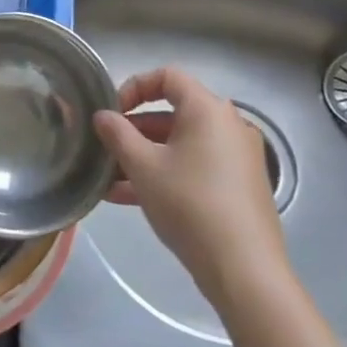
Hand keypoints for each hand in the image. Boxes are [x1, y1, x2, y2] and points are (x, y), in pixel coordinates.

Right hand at [94, 68, 292, 308]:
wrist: (244, 270)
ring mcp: (237, 158)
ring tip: (108, 180)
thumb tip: (102, 116)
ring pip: (180, 145)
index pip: (167, 77)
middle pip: (172, 113)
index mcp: (208, 110)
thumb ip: (117, 135)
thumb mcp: (143, 167)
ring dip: (143, 157)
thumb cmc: (190, 204)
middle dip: (133, 130)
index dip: (133, 87)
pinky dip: (165, 174)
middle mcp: (228, 126)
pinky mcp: (239, 187)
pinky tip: (127, 199)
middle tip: (105, 149)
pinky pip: (194, 167)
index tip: (111, 113)